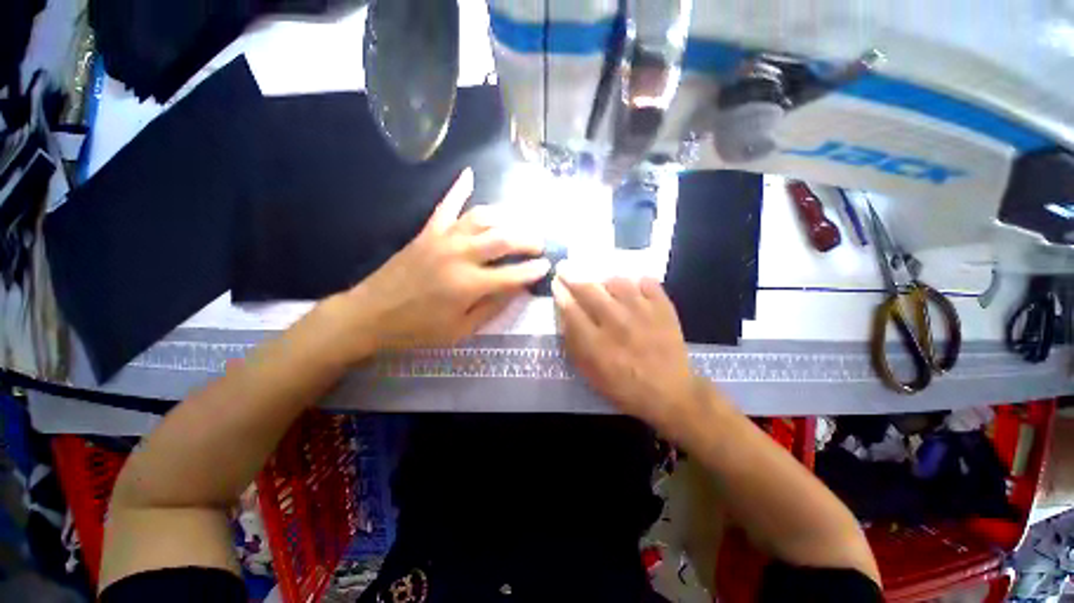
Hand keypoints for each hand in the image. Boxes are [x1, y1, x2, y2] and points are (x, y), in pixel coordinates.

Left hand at [345, 169, 549, 351]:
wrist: (371, 314)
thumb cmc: (419, 328)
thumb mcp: (461, 330)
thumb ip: (492, 308)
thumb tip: (516, 290)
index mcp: (469, 285)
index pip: (513, 274)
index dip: (534, 270)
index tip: (547, 266)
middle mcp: (460, 256)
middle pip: (503, 239)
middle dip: (528, 239)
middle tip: (540, 243)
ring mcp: (443, 239)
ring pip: (481, 217)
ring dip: (506, 217)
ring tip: (519, 222)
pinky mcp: (427, 232)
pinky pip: (446, 205)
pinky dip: (458, 188)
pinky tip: (469, 173)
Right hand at [552, 268, 701, 432]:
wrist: (670, 392)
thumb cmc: (624, 386)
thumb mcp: (590, 373)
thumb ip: (574, 343)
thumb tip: (564, 315)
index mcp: (597, 344)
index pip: (571, 310)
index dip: (560, 293)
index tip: (556, 282)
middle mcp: (617, 323)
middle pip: (590, 290)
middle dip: (572, 276)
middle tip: (565, 268)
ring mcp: (643, 313)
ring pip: (617, 282)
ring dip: (604, 280)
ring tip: (602, 283)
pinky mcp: (664, 308)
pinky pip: (647, 282)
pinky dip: (637, 281)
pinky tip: (632, 288)